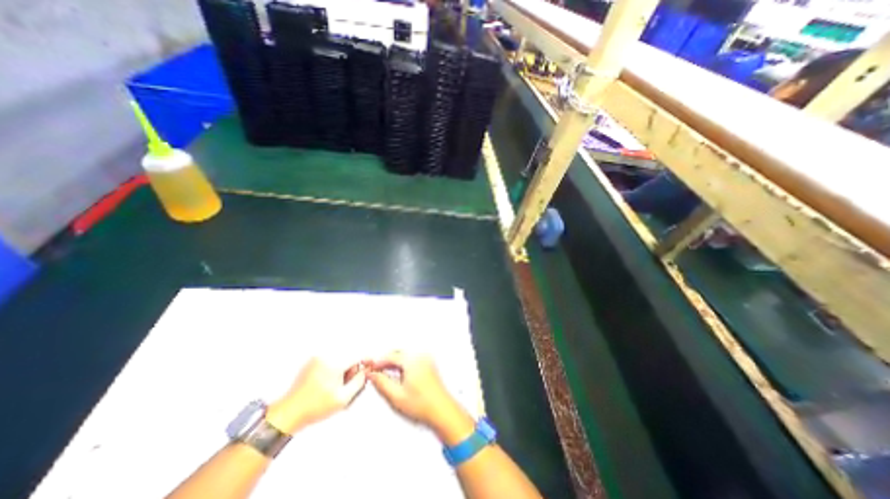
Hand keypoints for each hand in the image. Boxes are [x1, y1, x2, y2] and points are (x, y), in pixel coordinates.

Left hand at [270, 357, 369, 434]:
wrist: (288, 413)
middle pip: (349, 355)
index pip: (358, 355)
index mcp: (335, 363)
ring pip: (340, 357)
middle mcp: (327, 356)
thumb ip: (359, 381)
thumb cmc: (316, 407)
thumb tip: (366, 370)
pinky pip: (331, 359)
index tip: (370, 365)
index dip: (366, 360)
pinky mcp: (312, 361)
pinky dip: (335, 367)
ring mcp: (318, 357)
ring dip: (344, 367)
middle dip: (352, 367)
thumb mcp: (343, 398)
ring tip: (337, 385)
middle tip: (349, 383)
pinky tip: (329, 382)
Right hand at [369, 351, 474, 443]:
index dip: (378, 362)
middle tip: (375, 371)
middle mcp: (420, 356)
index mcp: (412, 360)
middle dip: (386, 361)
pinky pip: (412, 359)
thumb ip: (382, 383)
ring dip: (394, 362)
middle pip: (398, 353)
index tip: (370, 368)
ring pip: (405, 355)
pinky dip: (403, 364)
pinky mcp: (429, 364)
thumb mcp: (396, 396)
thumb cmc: (421, 404)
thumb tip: (372, 375)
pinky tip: (398, 374)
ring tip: (385, 374)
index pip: (390, 356)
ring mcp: (426, 359)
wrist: (442, 410)